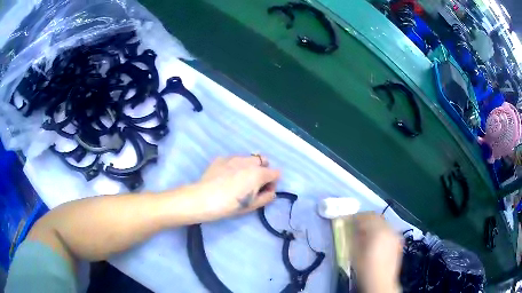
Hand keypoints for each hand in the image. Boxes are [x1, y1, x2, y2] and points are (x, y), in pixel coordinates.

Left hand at [189, 155, 280, 222]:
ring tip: (239, 179)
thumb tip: (271, 191)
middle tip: (254, 183)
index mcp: (259, 173)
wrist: (204, 199)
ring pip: (248, 158)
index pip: (276, 173)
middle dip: (263, 170)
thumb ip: (267, 197)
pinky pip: (234, 159)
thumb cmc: (231, 205)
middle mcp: (248, 161)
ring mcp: (234, 158)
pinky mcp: (221, 158)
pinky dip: (235, 166)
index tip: (264, 191)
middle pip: (263, 160)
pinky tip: (226, 177)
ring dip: (249, 166)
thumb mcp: (252, 206)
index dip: (273, 183)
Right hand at [351, 212, 402, 292]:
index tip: (349, 220)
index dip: (356, 217)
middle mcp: (389, 229)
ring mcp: (395, 235)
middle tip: (356, 225)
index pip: (366, 216)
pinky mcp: (398, 241)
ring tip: (366, 234)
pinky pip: (389, 230)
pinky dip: (381, 231)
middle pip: (377, 217)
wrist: (381, 282)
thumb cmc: (365, 269)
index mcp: (378, 230)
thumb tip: (352, 228)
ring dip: (374, 225)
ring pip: (384, 223)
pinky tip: (376, 240)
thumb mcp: (355, 252)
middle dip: (366, 219)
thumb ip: (354, 236)